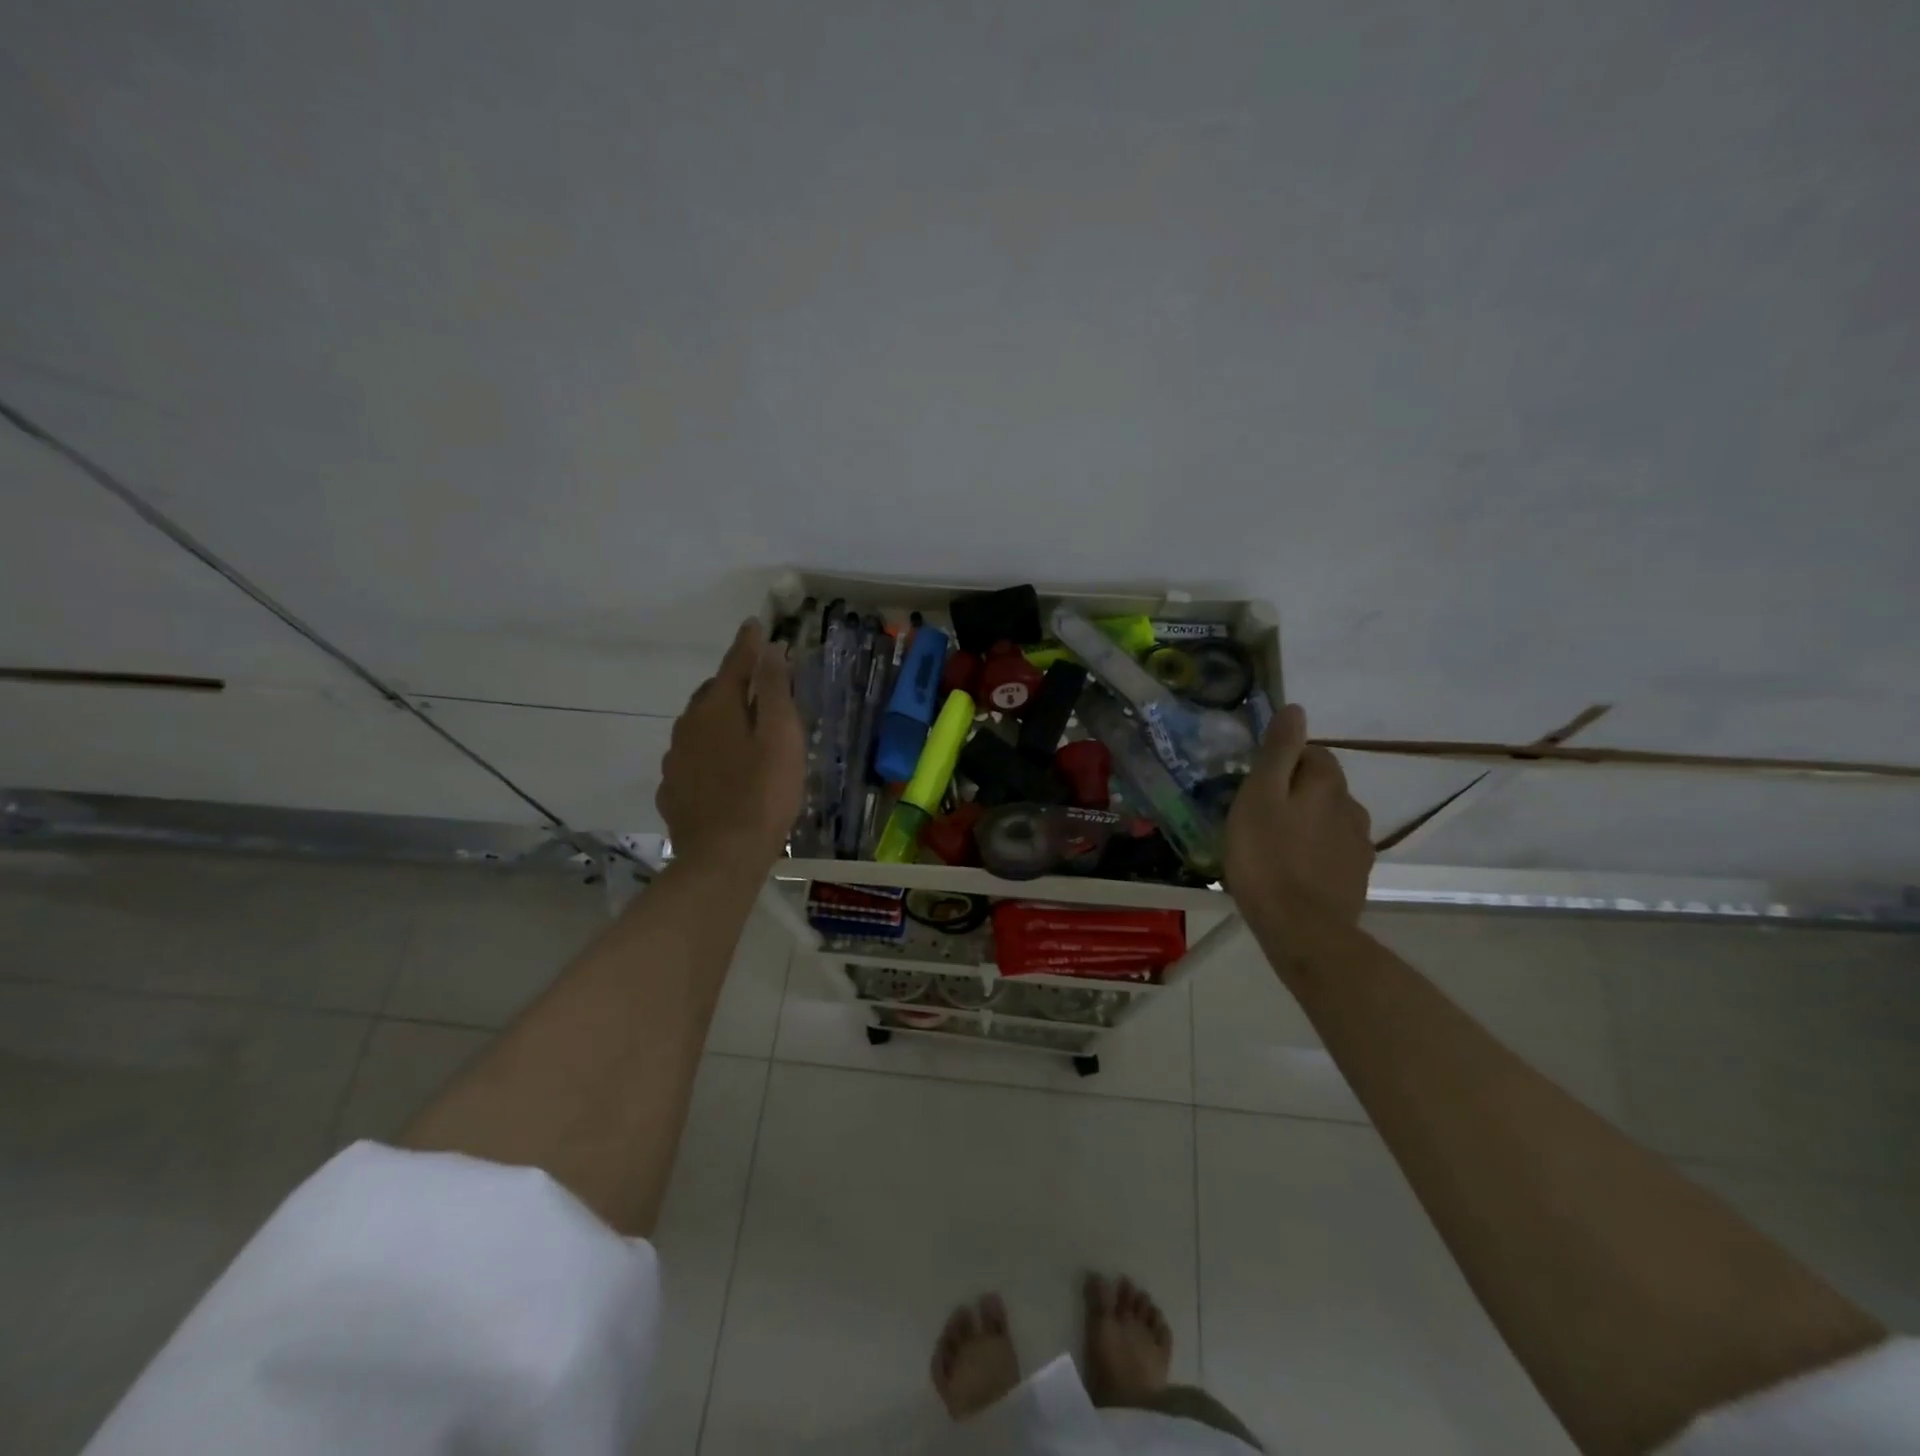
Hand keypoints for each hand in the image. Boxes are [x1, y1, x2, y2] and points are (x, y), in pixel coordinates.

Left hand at [656, 619, 804, 875]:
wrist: (722, 858)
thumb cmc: (763, 794)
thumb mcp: (780, 736)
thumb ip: (774, 690)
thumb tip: (769, 649)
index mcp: (717, 708)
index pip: (734, 664)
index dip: (749, 645)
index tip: (756, 625)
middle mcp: (689, 726)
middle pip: (712, 693)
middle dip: (733, 682)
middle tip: (758, 683)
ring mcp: (676, 760)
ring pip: (699, 726)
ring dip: (720, 718)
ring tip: (743, 727)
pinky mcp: (674, 789)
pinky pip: (693, 757)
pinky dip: (709, 751)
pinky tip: (722, 768)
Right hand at [1224, 704, 1374, 938]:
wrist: (1303, 930)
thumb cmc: (1267, 857)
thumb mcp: (1259, 797)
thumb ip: (1278, 752)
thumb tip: (1295, 709)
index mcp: (1327, 784)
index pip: (1311, 753)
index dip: (1281, 763)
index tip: (1254, 785)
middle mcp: (1352, 807)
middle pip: (1322, 786)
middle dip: (1295, 793)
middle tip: (1257, 816)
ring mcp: (1359, 845)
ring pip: (1328, 819)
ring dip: (1305, 823)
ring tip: (1273, 846)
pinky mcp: (1357, 877)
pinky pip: (1333, 851)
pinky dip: (1314, 853)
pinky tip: (1292, 870)